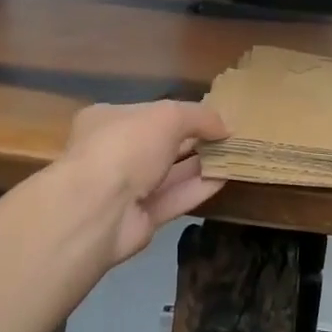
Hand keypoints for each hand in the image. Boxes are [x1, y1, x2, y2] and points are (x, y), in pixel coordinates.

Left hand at [62, 100, 228, 264]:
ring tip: (235, 156)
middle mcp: (113, 153)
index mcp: (108, 120)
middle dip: (193, 140)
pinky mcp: (139, 219)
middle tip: (228, 137)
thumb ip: (199, 116)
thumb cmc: (126, 147)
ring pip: (169, 174)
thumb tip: (224, 127)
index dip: (180, 113)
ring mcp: (124, 189)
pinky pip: (173, 199)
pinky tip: (225, 179)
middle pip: (160, 144)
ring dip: (201, 165)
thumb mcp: (168, 116)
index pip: (148, 112)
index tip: (210, 117)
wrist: (96, 210)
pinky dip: (197, 189)